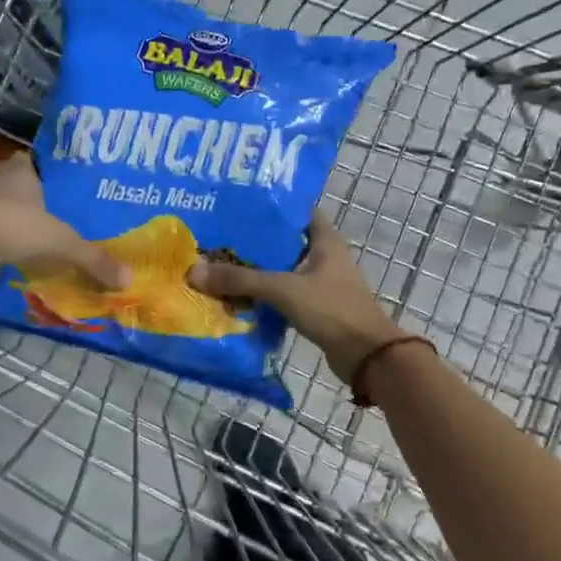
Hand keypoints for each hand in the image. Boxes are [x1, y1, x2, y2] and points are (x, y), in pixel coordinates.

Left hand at [0, 153, 129, 287]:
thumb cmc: (11, 224)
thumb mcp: (60, 242)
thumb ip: (93, 258)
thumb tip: (129, 279)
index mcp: (22, 170)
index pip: (41, 162)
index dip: (54, 174)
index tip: (70, 188)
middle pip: (23, 186)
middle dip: (39, 201)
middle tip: (64, 217)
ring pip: (3, 208)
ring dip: (17, 222)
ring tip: (42, 238)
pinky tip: (13, 254)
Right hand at [187, 212, 404, 381]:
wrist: (366, 356)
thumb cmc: (331, 310)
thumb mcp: (282, 289)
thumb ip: (240, 279)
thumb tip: (194, 271)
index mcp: (324, 239)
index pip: (296, 210)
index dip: (269, 205)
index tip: (236, 204)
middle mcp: (324, 255)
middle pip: (283, 241)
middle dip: (252, 240)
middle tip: (216, 235)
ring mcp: (321, 282)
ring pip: (281, 269)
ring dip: (256, 269)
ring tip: (218, 264)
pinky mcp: (316, 306)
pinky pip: (283, 293)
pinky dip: (263, 293)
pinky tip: (237, 296)